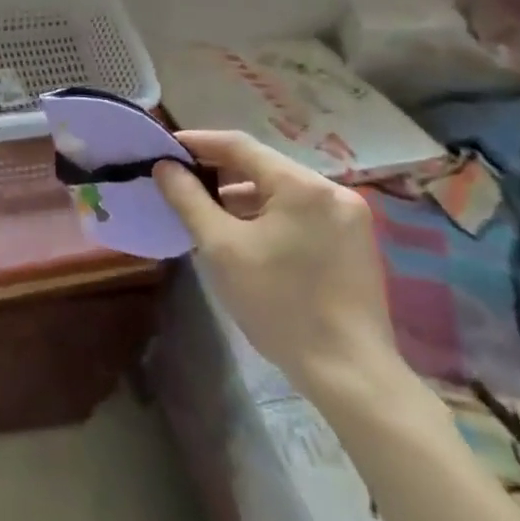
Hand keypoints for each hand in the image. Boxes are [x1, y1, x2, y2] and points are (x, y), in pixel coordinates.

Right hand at [154, 130, 398, 402]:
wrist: (350, 377)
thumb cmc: (280, 304)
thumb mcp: (221, 247)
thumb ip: (188, 198)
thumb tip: (165, 166)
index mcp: (302, 185)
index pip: (239, 146)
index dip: (198, 143)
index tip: (164, 149)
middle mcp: (332, 191)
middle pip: (263, 167)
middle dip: (219, 173)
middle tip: (181, 183)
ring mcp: (349, 218)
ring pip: (282, 192)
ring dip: (243, 198)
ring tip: (207, 214)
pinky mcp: (355, 244)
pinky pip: (300, 213)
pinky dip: (269, 216)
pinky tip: (245, 237)